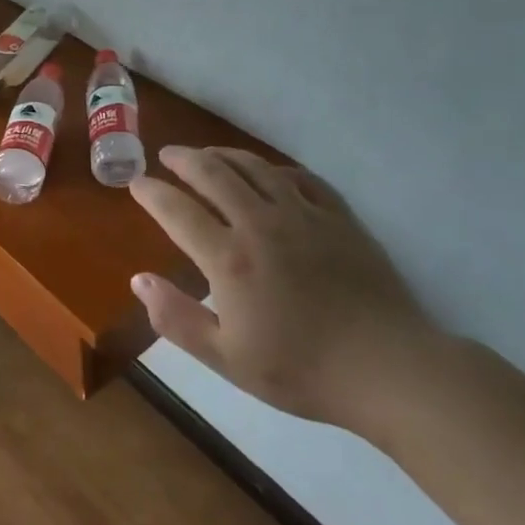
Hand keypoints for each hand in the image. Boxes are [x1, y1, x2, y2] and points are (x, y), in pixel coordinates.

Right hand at [128, 146, 434, 426]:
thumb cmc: (300, 369)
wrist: (388, 370)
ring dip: (224, 154)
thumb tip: (139, 279)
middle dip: (184, 159)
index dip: (151, 192)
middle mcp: (260, 223)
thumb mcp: (226, 358)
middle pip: (213, 173)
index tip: (136, 184)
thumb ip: (176, 318)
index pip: (177, 210)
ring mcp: (303, 215)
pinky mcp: (339, 218)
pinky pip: (301, 178)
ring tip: (208, 154)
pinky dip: (276, 168)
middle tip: (168, 155)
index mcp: (228, 258)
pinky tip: (270, 172)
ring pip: (255, 167)